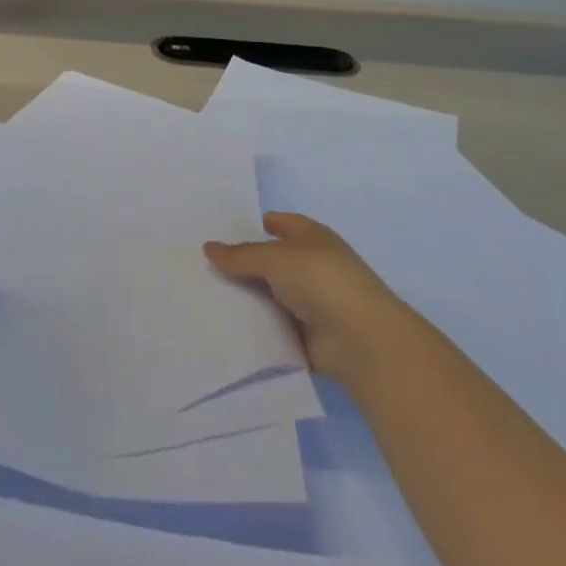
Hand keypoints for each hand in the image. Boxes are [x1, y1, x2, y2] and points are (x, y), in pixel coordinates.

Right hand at [205, 212, 411, 387]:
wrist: (362, 341)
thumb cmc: (321, 281)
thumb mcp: (275, 258)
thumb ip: (241, 256)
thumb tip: (208, 247)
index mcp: (311, 237)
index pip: (280, 223)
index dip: (256, 224)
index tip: (223, 230)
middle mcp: (311, 266)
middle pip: (271, 261)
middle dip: (243, 264)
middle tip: (203, 265)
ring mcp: (311, 302)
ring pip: (269, 295)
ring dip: (247, 298)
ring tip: (205, 297)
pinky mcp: (306, 336)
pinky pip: (273, 327)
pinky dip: (255, 327)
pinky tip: (225, 326)